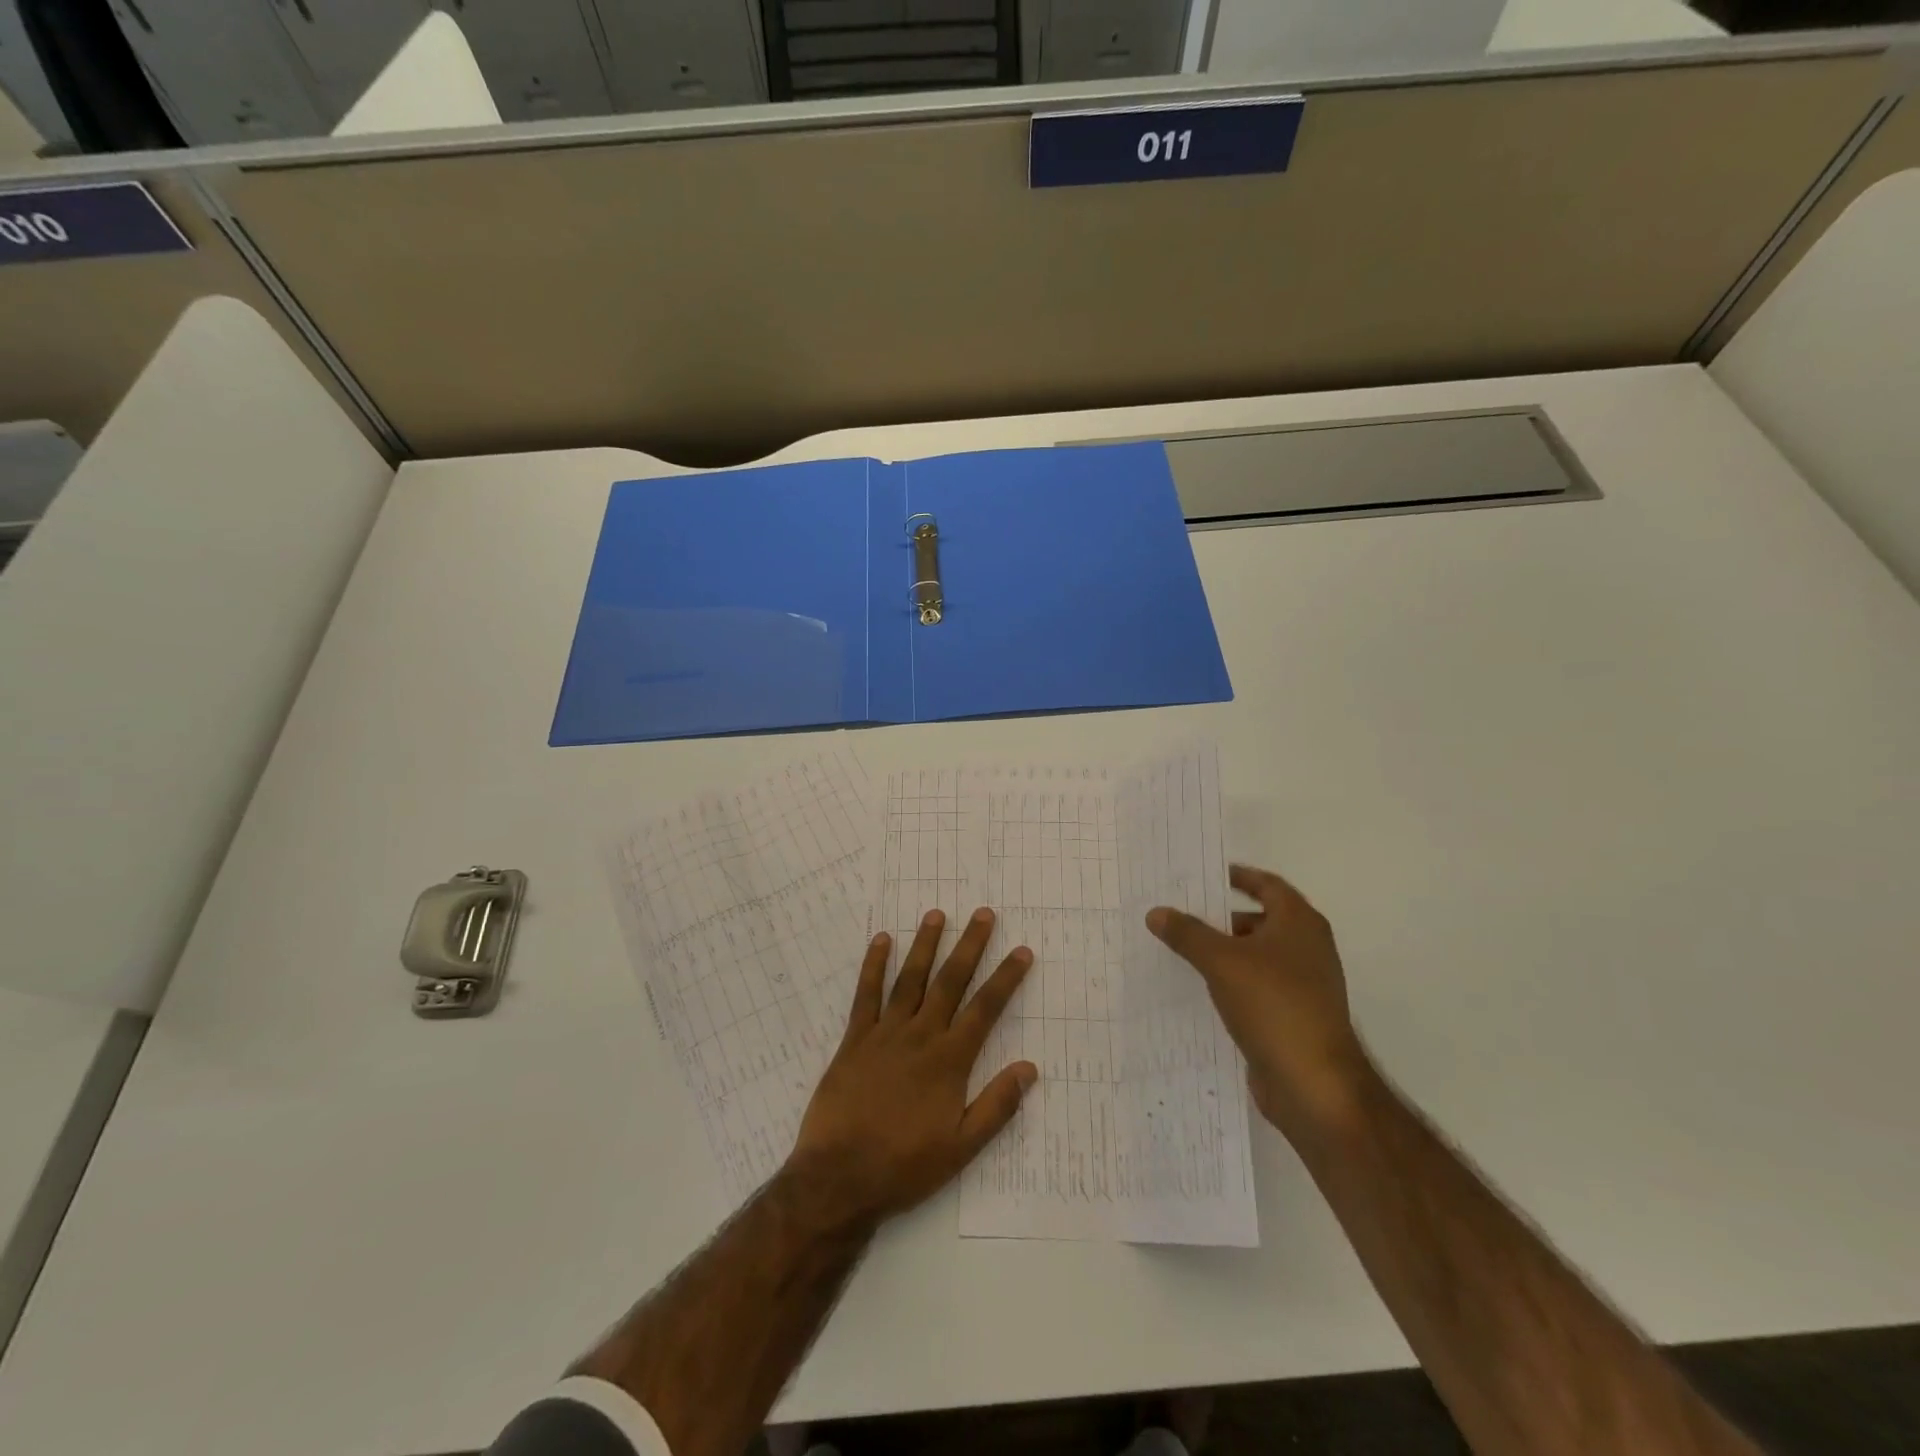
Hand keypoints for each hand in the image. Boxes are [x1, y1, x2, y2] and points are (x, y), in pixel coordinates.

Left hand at [786, 907, 1037, 1229]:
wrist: (839, 1178)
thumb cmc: (904, 1167)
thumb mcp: (961, 1148)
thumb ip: (996, 1106)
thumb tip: (1029, 1068)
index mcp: (949, 1061)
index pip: (985, 1009)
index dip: (1005, 978)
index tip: (1022, 951)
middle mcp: (920, 1036)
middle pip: (950, 982)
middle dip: (969, 945)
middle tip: (984, 914)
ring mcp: (884, 1034)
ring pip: (910, 979)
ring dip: (925, 945)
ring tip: (936, 914)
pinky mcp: (854, 1039)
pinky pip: (866, 995)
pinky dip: (873, 965)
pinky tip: (881, 940)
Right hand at [1147, 864, 1375, 1141]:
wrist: (1314, 1084)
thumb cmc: (1274, 1005)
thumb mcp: (1221, 961)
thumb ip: (1187, 933)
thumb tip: (1157, 912)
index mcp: (1299, 923)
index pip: (1267, 884)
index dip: (1238, 876)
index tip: (1204, 876)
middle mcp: (1307, 948)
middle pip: (1260, 920)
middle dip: (1221, 917)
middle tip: (1180, 914)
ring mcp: (1303, 985)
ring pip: (1256, 956)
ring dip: (1224, 952)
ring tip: (1181, 951)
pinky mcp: (1293, 1016)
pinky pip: (1256, 987)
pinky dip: (1231, 982)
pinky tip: (1200, 990)